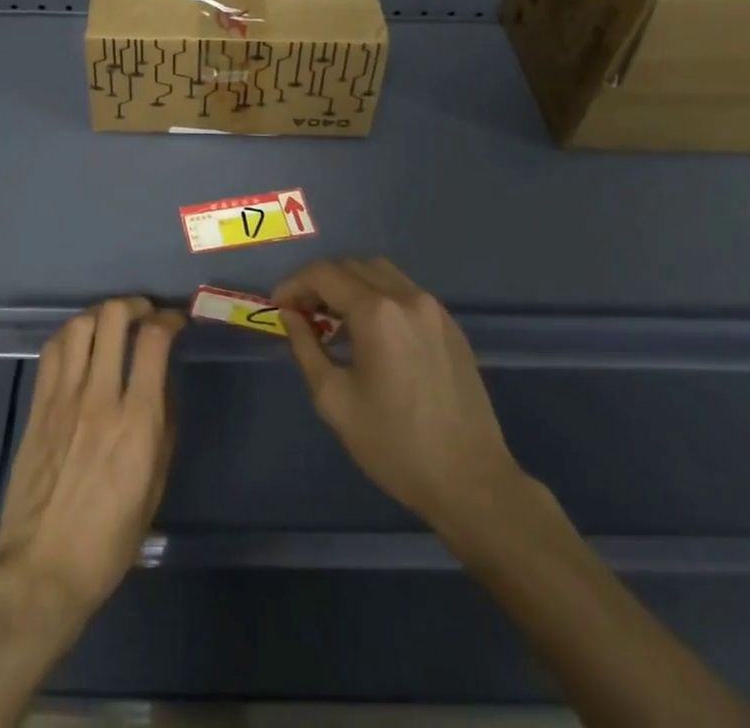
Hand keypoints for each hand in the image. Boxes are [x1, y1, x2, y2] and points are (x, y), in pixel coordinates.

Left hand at [0, 297, 183, 625]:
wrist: (41, 570)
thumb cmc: (108, 540)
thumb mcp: (155, 487)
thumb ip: (163, 426)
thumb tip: (161, 383)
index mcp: (136, 422)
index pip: (154, 340)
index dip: (169, 319)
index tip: (176, 322)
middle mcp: (99, 397)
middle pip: (113, 318)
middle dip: (134, 305)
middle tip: (144, 314)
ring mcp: (63, 397)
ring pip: (80, 325)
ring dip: (101, 314)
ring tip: (112, 324)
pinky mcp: (38, 404)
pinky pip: (53, 349)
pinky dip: (71, 334)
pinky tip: (81, 344)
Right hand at [276, 258, 528, 536]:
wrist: (471, 482)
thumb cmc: (395, 445)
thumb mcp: (334, 399)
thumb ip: (306, 347)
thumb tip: (291, 315)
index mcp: (376, 312)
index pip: (323, 274)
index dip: (294, 284)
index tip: (278, 306)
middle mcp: (406, 297)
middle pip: (351, 266)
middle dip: (319, 282)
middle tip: (301, 312)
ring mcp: (433, 308)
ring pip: (380, 272)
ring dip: (349, 284)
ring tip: (333, 318)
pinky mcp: (450, 325)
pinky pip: (404, 291)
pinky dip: (378, 296)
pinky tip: (370, 331)